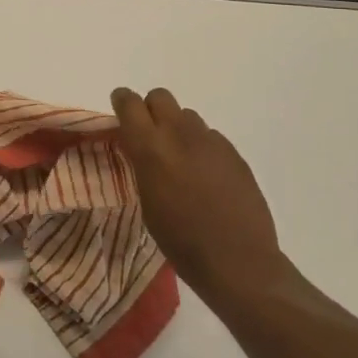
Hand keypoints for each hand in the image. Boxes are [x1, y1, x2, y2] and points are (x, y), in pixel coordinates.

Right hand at [112, 86, 287, 306]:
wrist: (237, 260)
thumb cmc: (180, 239)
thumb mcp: (147, 200)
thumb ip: (142, 163)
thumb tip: (141, 146)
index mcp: (151, 148)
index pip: (129, 103)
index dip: (122, 102)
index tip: (121, 113)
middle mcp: (180, 134)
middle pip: (160, 97)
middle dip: (151, 109)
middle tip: (150, 136)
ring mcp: (211, 142)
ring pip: (187, 116)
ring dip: (178, 129)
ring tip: (181, 160)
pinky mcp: (234, 153)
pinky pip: (210, 137)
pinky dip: (202, 148)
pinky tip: (206, 177)